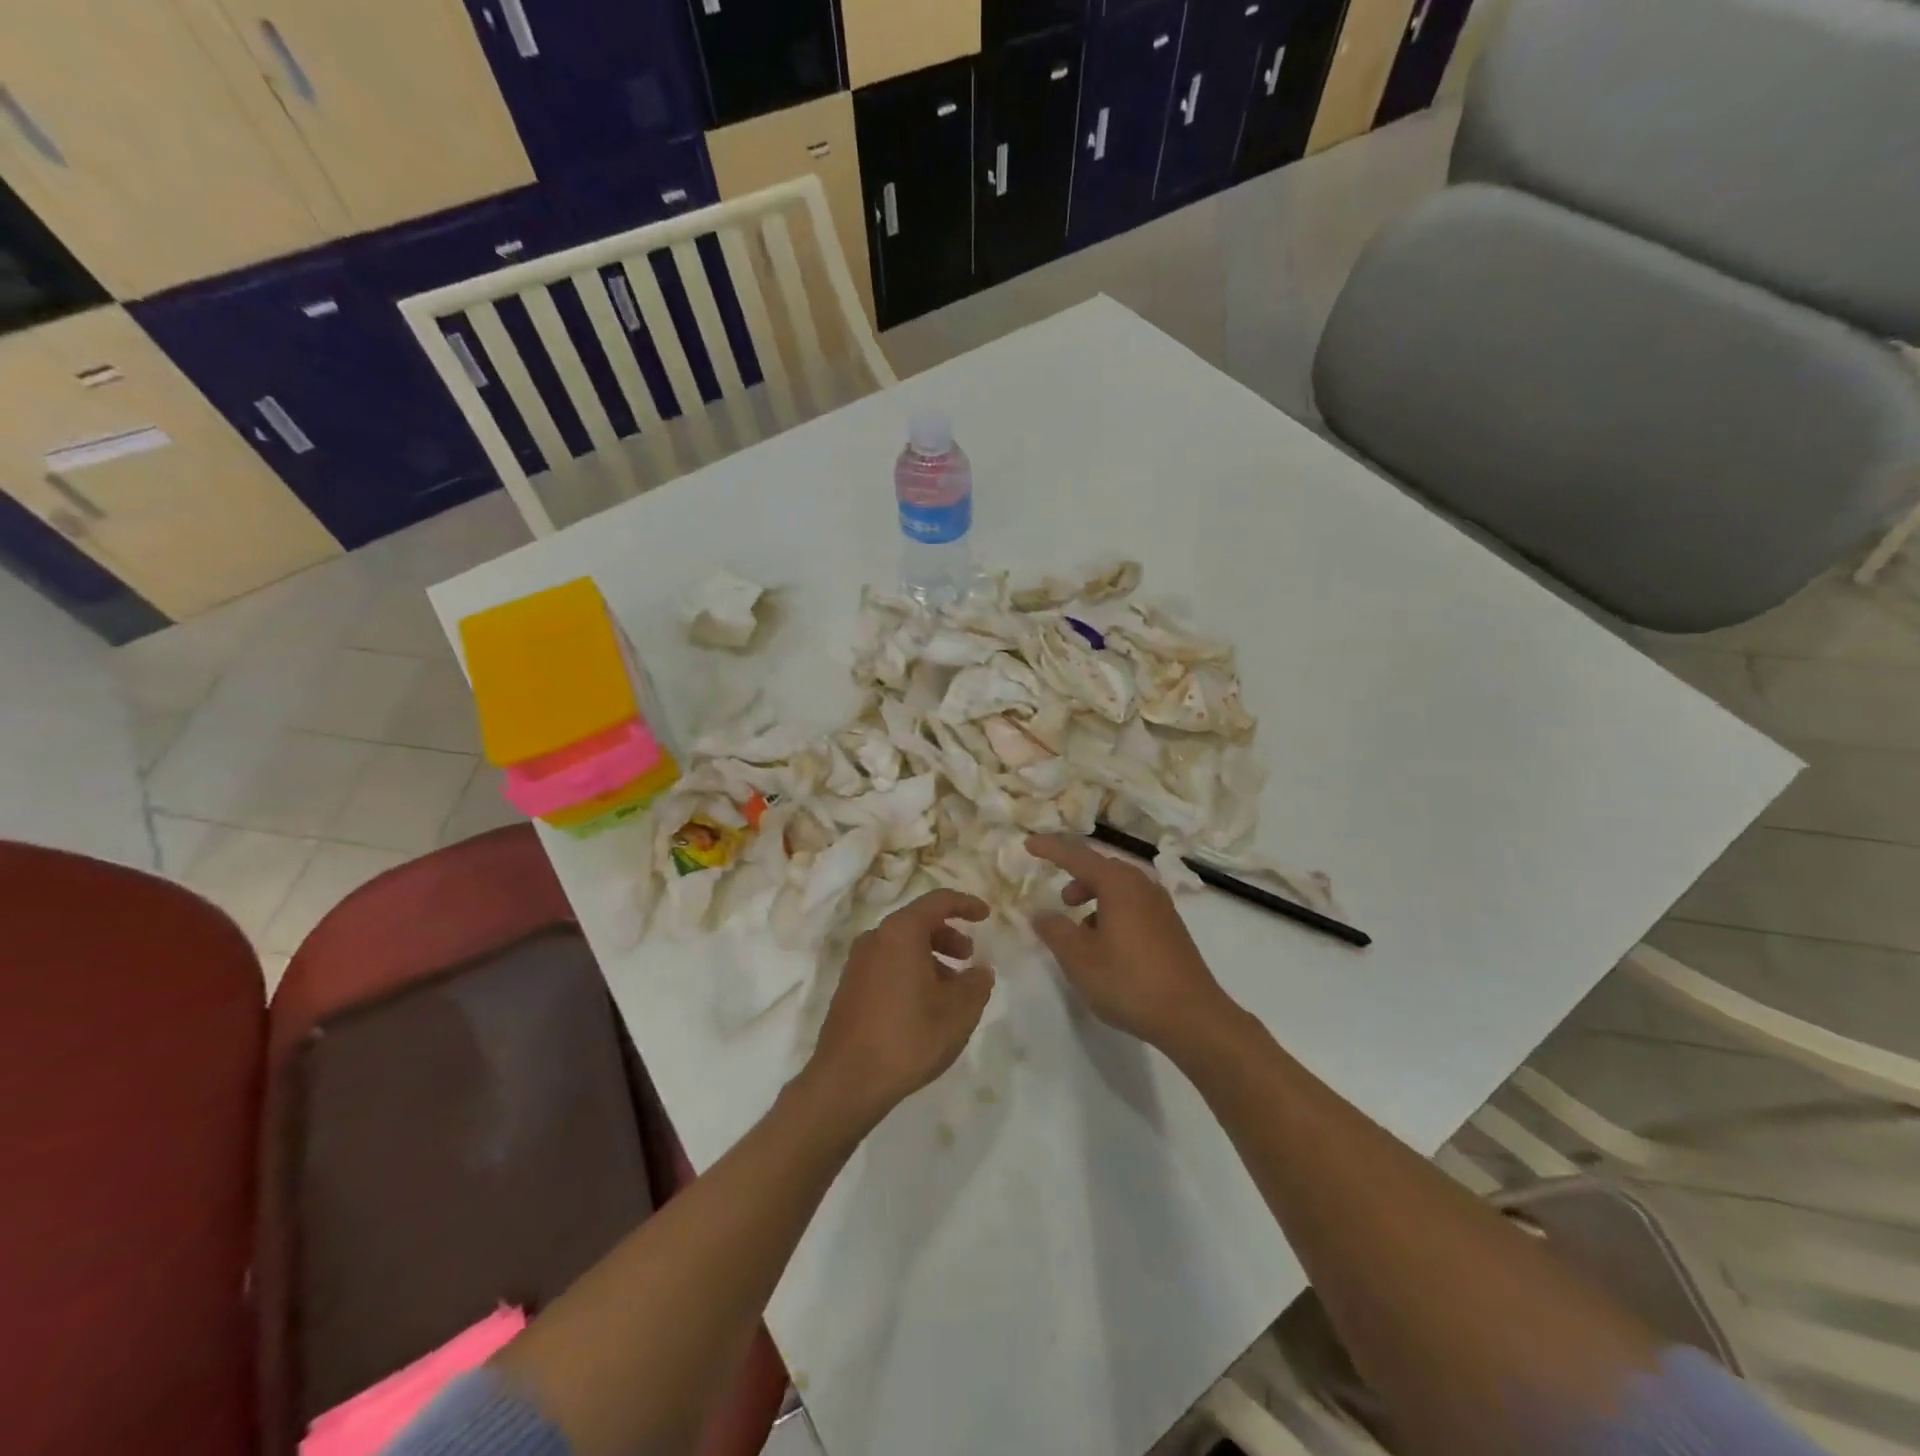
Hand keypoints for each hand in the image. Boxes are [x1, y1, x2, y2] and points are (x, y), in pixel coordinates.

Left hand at [804, 890, 994, 1131]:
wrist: (847, 1081)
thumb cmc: (908, 1037)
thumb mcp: (958, 1012)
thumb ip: (977, 983)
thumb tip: (980, 970)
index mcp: (900, 933)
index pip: (938, 901)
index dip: (965, 904)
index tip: (985, 915)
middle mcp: (875, 939)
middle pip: (917, 923)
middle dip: (948, 936)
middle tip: (969, 958)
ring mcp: (857, 964)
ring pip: (902, 947)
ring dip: (931, 958)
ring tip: (951, 990)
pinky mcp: (849, 988)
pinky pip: (887, 965)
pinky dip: (910, 972)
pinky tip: (924, 1006)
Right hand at [1027, 835, 1235, 1053]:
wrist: (1193, 1016)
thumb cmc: (1129, 982)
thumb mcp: (1079, 958)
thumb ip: (1055, 930)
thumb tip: (1040, 913)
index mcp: (1119, 884)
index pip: (1078, 856)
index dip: (1051, 849)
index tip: (1029, 844)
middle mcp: (1142, 886)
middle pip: (1103, 868)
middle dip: (1077, 877)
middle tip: (1060, 899)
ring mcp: (1161, 906)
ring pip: (1120, 888)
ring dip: (1095, 897)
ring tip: (1080, 927)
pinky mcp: (1171, 928)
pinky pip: (1134, 905)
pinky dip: (1113, 911)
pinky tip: (1107, 944)